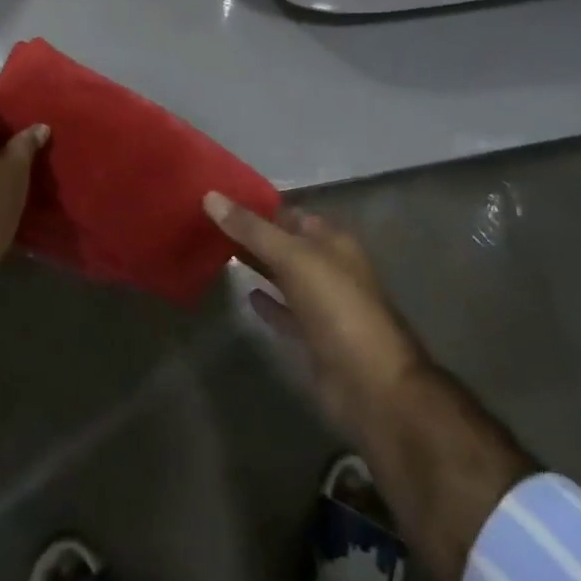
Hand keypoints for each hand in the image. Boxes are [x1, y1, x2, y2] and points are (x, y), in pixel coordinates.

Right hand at [204, 191, 422, 431]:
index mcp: (332, 240)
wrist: (371, 385)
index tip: (219, 198)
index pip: (290, 212)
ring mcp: (323, 304)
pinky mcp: (314, 337)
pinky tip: (245, 295)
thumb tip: (210, 196)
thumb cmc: (337, 307)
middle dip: (253, 235)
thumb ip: (252, 229)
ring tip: (217, 254)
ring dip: (258, 266)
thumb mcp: (293, 258)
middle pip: (285, 243)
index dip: (257, 205)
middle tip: (209, 225)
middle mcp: (328, 266)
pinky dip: (267, 303)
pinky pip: (285, 311)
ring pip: (284, 276)